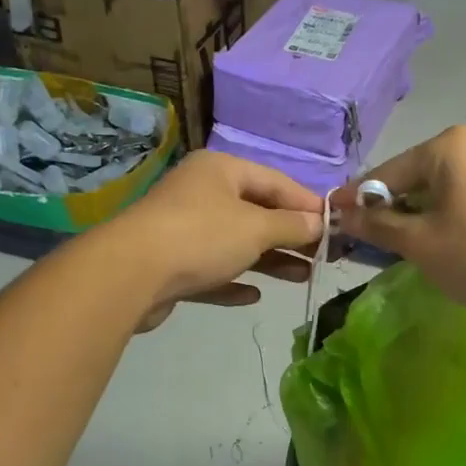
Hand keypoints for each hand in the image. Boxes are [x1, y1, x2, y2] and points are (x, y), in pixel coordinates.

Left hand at [102, 150, 323, 328]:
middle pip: (257, 212)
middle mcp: (202, 194)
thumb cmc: (201, 237)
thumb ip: (292, 225)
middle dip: (291, 236)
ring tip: (302, 277)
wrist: (130, 274)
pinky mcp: (172, 265)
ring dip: (270, 260)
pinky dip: (234, 280)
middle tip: (322, 257)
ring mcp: (184, 229)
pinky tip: (253, 295)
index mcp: (221, 171)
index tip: (335, 226)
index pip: (276, 182)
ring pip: (236, 243)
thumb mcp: (256, 227)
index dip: (307, 204)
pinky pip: (212, 270)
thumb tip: (320, 223)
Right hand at [336, 125, 465, 317]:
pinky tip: (435, 238)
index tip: (332, 216)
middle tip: (364, 236)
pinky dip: (443, 213)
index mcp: (449, 145)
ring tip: (396, 242)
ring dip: (416, 212)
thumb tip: (342, 215)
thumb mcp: (419, 242)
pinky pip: (464, 194)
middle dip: (389, 206)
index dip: (358, 198)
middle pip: (415, 176)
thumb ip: (377, 225)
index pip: (389, 172)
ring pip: (440, 187)